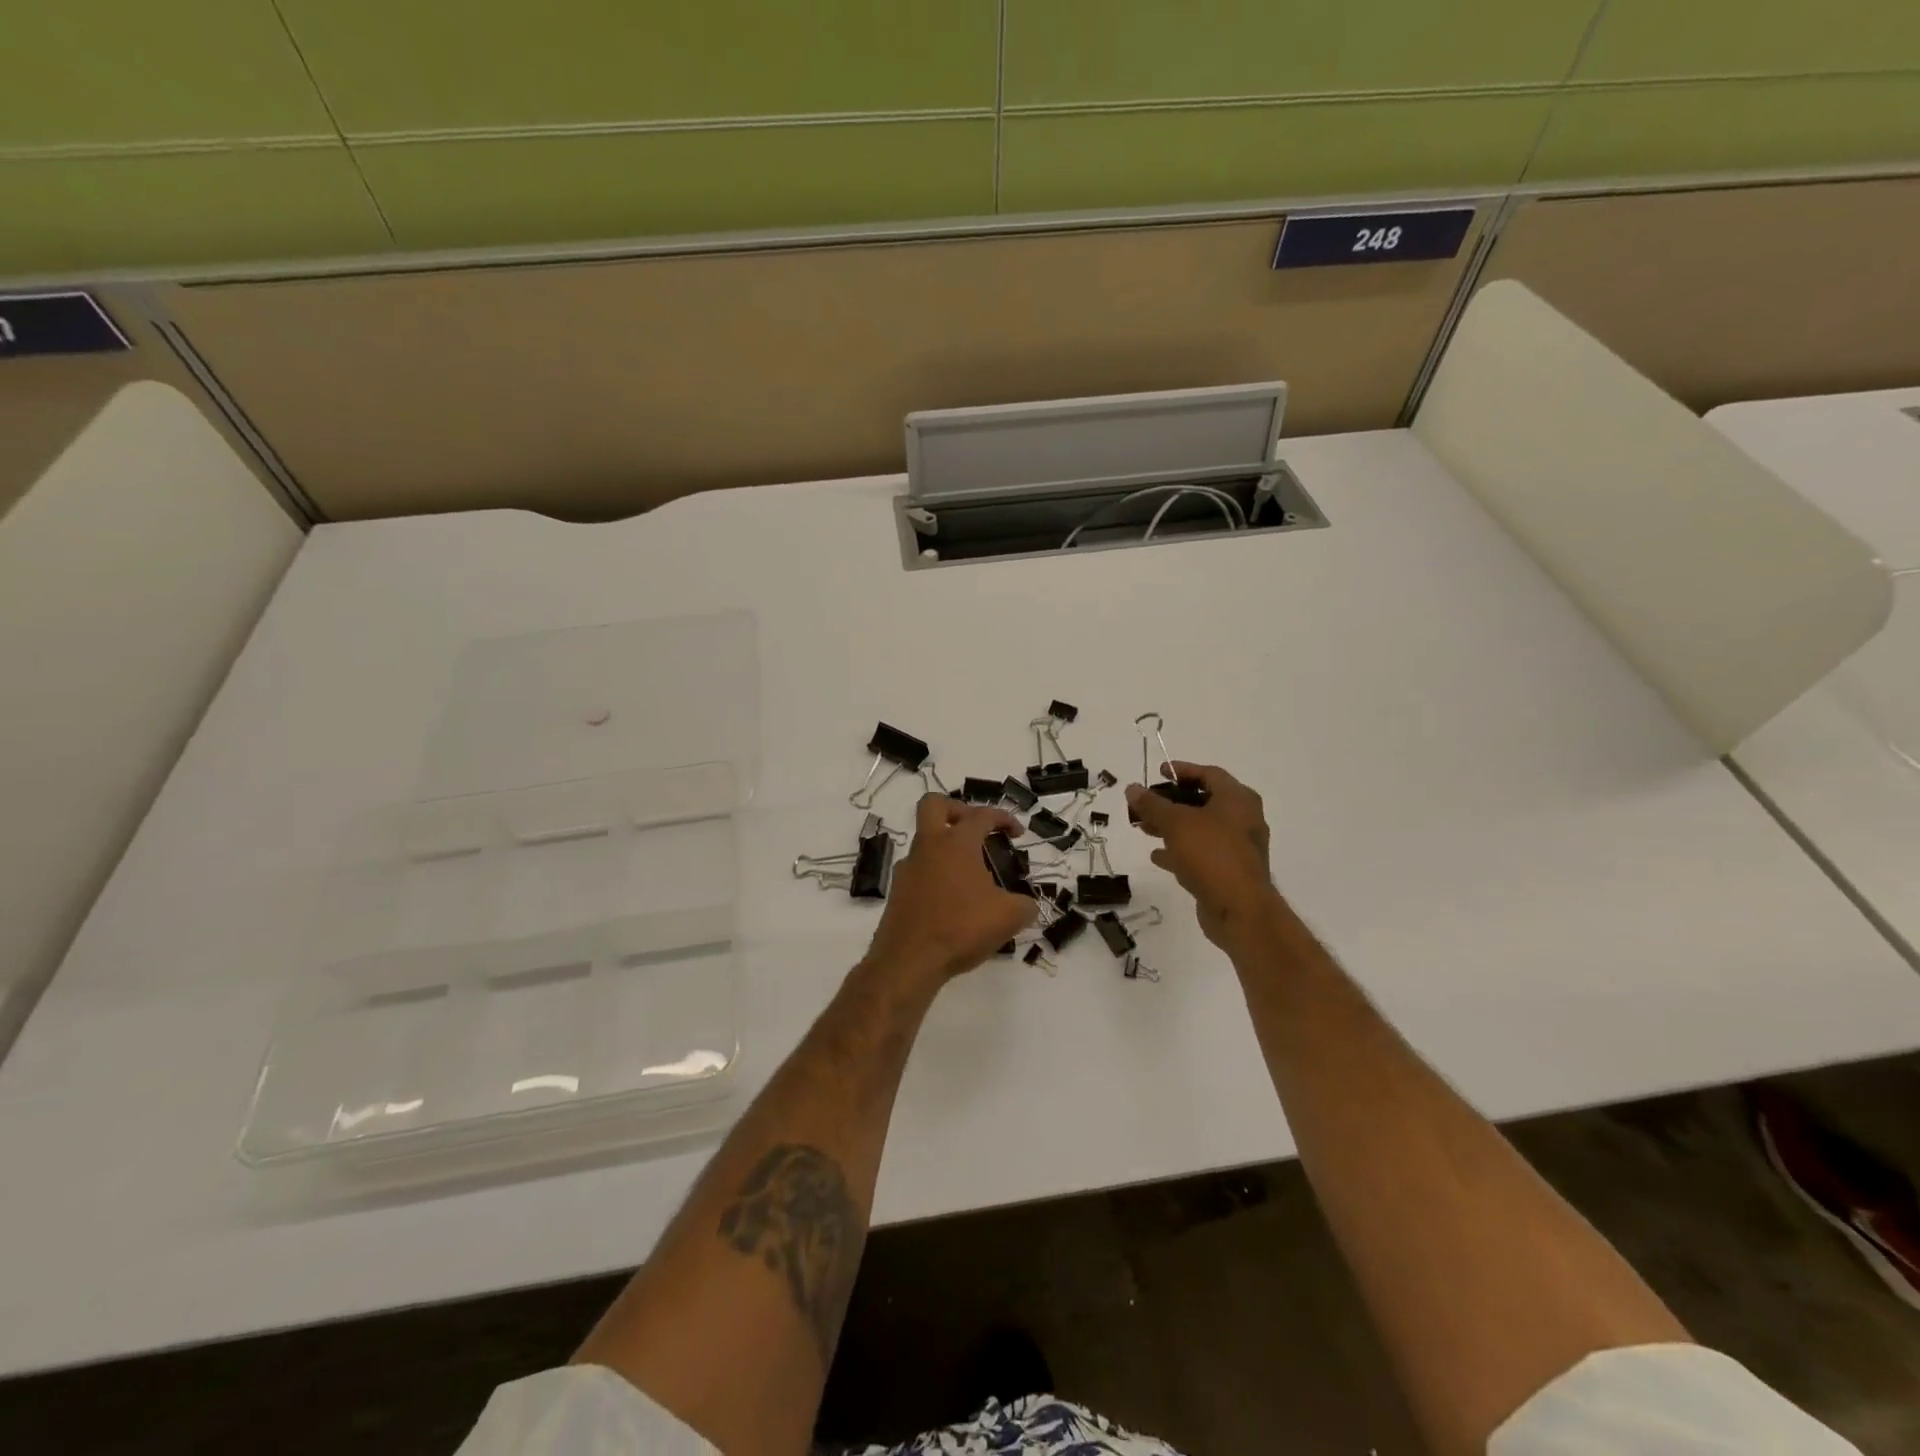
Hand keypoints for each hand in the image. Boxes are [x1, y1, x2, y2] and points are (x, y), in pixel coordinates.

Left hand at [864, 795, 1037, 984]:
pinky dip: (938, 875)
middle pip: (933, 806)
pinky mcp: (898, 892)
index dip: (1004, 818)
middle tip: (976, 830)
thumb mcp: (1008, 917)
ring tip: (972, 876)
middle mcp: (928, 847)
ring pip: (926, 842)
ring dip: (948, 848)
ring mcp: (908, 868)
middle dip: (957, 810)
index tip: (1017, 834)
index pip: (982, 815)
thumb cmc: (961, 928)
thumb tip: (1028, 905)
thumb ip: (1025, 905)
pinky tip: (954, 901)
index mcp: (956, 843)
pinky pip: (920, 870)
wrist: (909, 960)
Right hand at [1125, 762, 1280, 953]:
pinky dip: (1181, 850)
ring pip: (1200, 829)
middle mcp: (1243, 819)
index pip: (1208, 774)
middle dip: (1171, 802)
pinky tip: (1158, 856)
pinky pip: (1202, 853)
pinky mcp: (1230, 871)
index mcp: (1237, 799)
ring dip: (1172, 827)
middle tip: (1145, 804)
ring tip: (1144, 829)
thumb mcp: (1176, 823)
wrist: (1240, 910)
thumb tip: (1132, 788)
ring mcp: (1238, 847)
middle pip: (1202, 801)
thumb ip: (1152, 804)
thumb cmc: (1211, 855)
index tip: (1158, 773)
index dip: (1182, 770)